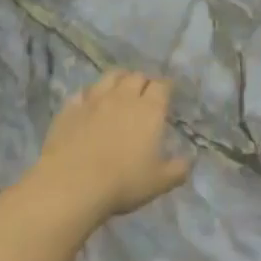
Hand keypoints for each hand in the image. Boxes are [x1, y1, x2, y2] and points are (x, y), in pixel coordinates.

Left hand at [31, 71, 191, 220]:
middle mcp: (123, 96)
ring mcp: (94, 99)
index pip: (162, 85)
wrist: (73, 184)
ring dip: (119, 79)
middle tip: (145, 94)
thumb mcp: (159, 182)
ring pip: (110, 76)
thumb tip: (189, 161)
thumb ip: (178, 170)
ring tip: (120, 90)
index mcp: (149, 110)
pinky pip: (83, 92)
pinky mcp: (71, 107)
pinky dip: (90, 95)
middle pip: (137, 76)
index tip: (168, 94)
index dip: (166, 87)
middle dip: (144, 82)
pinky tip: (89, 104)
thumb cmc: (123, 182)